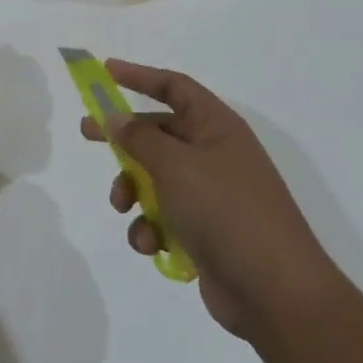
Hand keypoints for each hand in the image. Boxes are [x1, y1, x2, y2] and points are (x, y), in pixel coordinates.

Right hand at [81, 60, 336, 339]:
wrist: (275, 292)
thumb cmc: (225, 211)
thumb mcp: (175, 166)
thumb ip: (139, 138)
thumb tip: (115, 117)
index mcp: (217, 127)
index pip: (175, 87)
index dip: (140, 76)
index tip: (106, 71)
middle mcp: (215, 154)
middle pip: (159, 133)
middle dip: (124, 139)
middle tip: (86, 134)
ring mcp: (211, 194)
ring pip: (155, 179)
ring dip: (133, 191)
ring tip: (123, 207)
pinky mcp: (205, 231)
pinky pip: (165, 217)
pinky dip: (151, 228)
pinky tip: (151, 245)